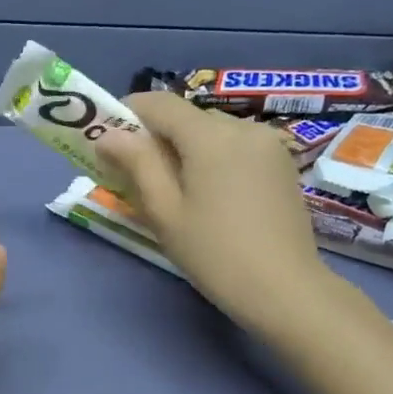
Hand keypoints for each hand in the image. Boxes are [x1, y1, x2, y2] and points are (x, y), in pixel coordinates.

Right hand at [98, 92, 334, 334]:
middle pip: (187, 117)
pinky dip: (213, 158)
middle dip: (157, 137)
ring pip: (212, 132)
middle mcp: (242, 127)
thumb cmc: (214, 253)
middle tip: (137, 174)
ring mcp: (268, 144)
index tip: (109, 140)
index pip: (160, 104)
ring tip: (175, 190)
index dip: (128, 113)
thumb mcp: (165, 211)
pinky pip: (236, 147)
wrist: (285, 289)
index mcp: (210, 136)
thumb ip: (137, 164)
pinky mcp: (281, 164)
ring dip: (186, 149)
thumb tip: (107, 135)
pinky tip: (209, 195)